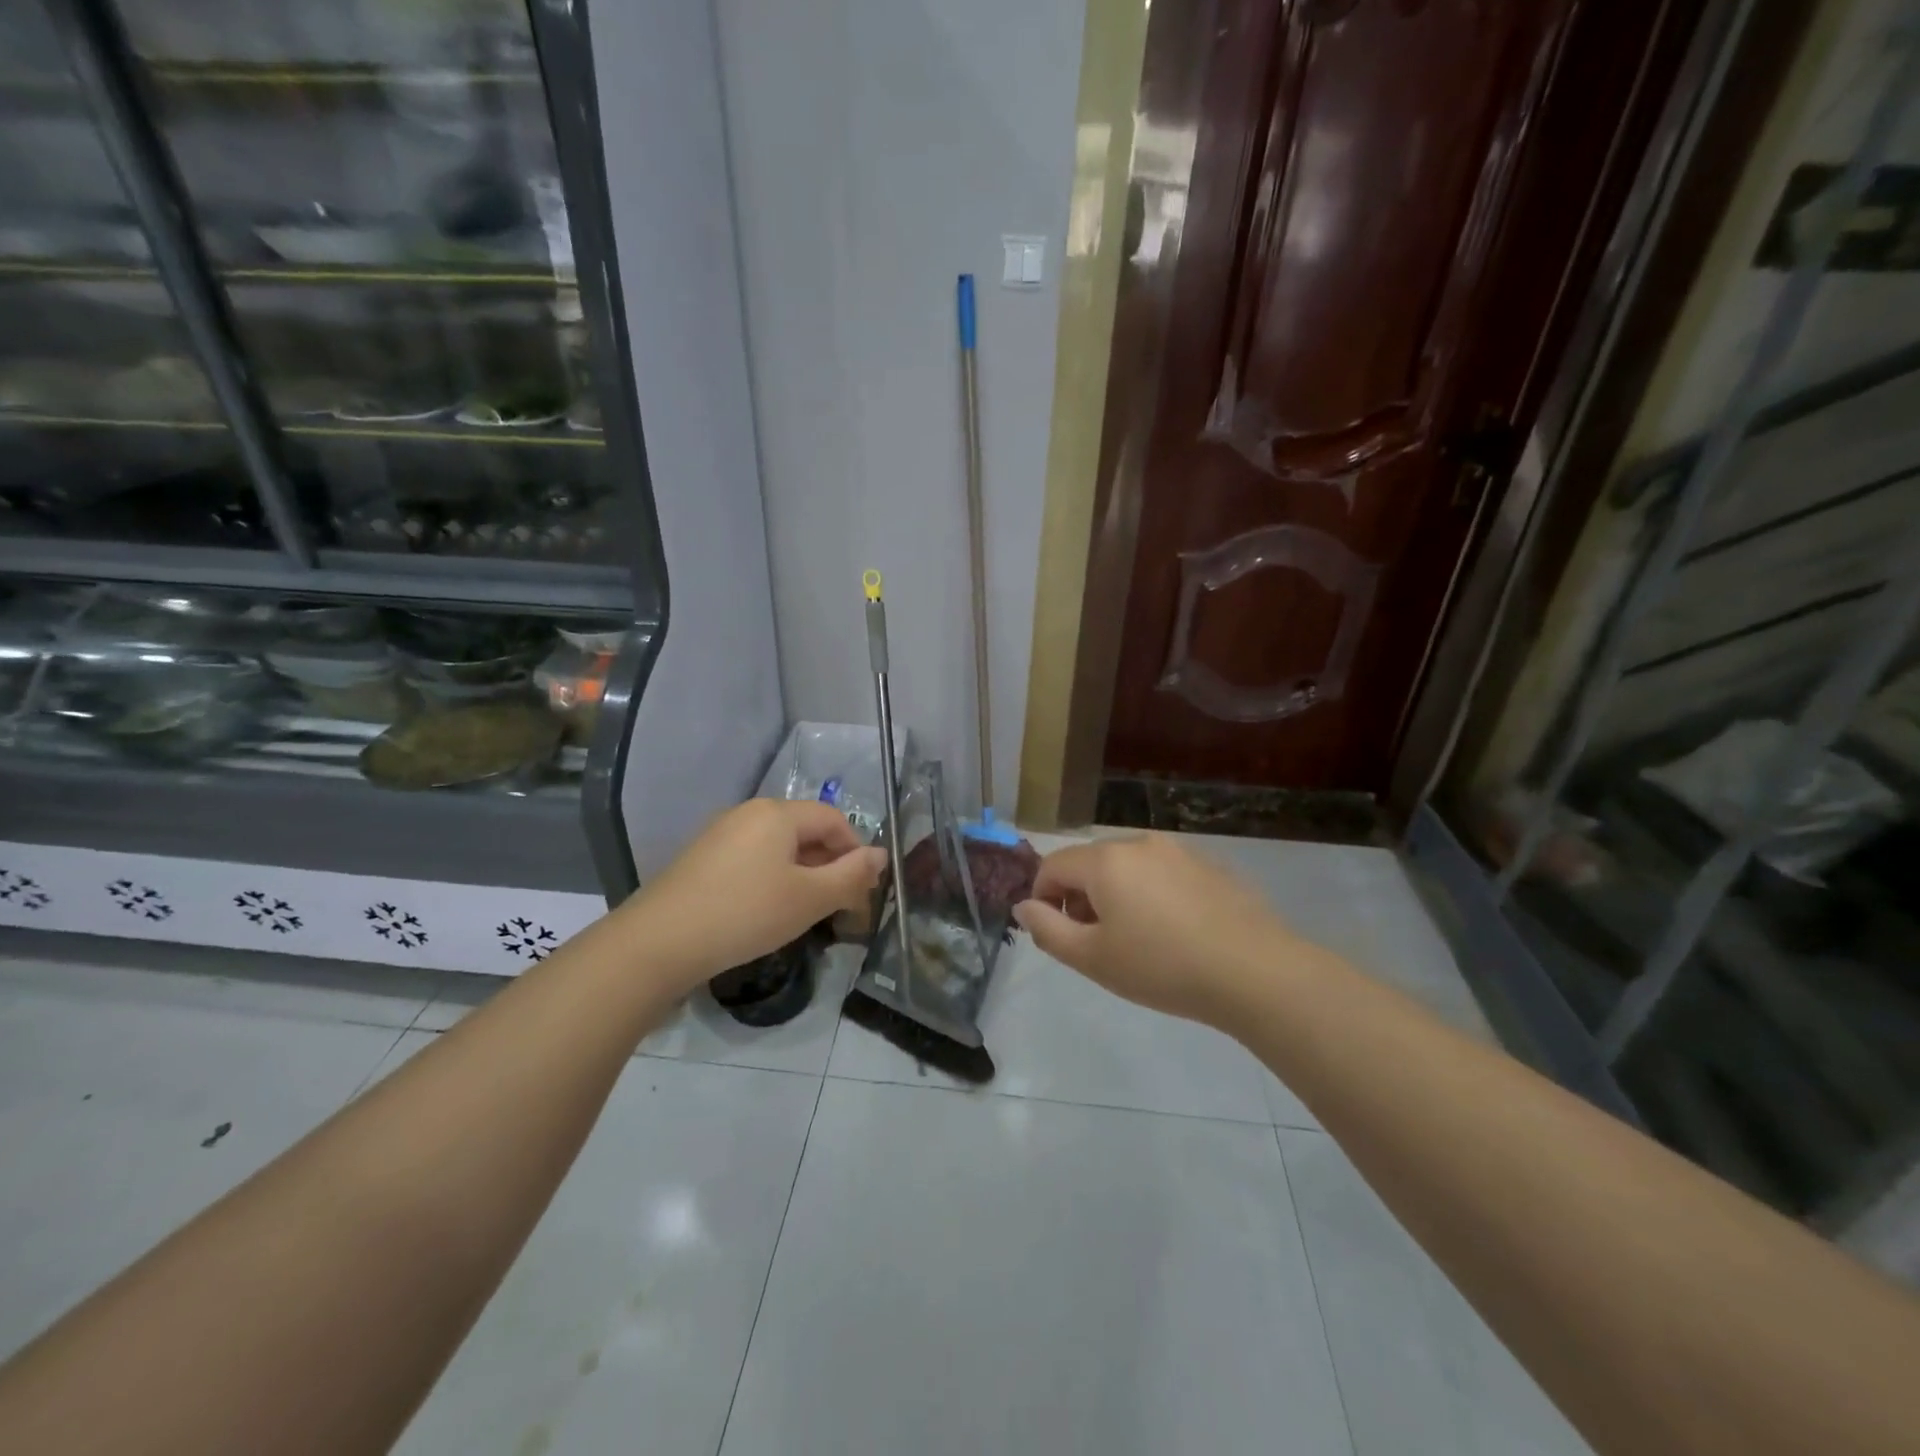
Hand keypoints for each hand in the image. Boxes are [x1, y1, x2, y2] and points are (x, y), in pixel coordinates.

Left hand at [624, 799, 885, 992]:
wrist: (659, 942)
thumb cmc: (745, 913)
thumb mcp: (809, 898)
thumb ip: (851, 876)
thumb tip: (881, 855)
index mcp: (778, 813)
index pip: (833, 820)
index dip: (856, 851)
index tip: (862, 890)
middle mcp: (749, 813)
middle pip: (806, 830)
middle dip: (830, 865)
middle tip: (839, 907)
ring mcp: (721, 834)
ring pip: (779, 847)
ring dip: (803, 874)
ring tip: (806, 912)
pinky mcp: (702, 858)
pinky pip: (753, 859)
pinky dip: (773, 879)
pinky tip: (768, 911)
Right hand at [1013, 834, 1295, 1024]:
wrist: (1254, 972)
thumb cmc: (1162, 967)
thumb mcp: (1092, 958)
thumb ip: (1047, 929)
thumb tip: (1023, 906)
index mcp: (1105, 861)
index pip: (1052, 865)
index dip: (1042, 897)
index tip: (1056, 932)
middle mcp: (1139, 843)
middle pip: (1090, 863)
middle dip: (1080, 898)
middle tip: (1095, 943)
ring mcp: (1178, 851)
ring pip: (1128, 867)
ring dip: (1116, 895)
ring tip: (1135, 940)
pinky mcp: (1209, 866)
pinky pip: (1162, 874)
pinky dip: (1151, 894)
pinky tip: (1173, 932)